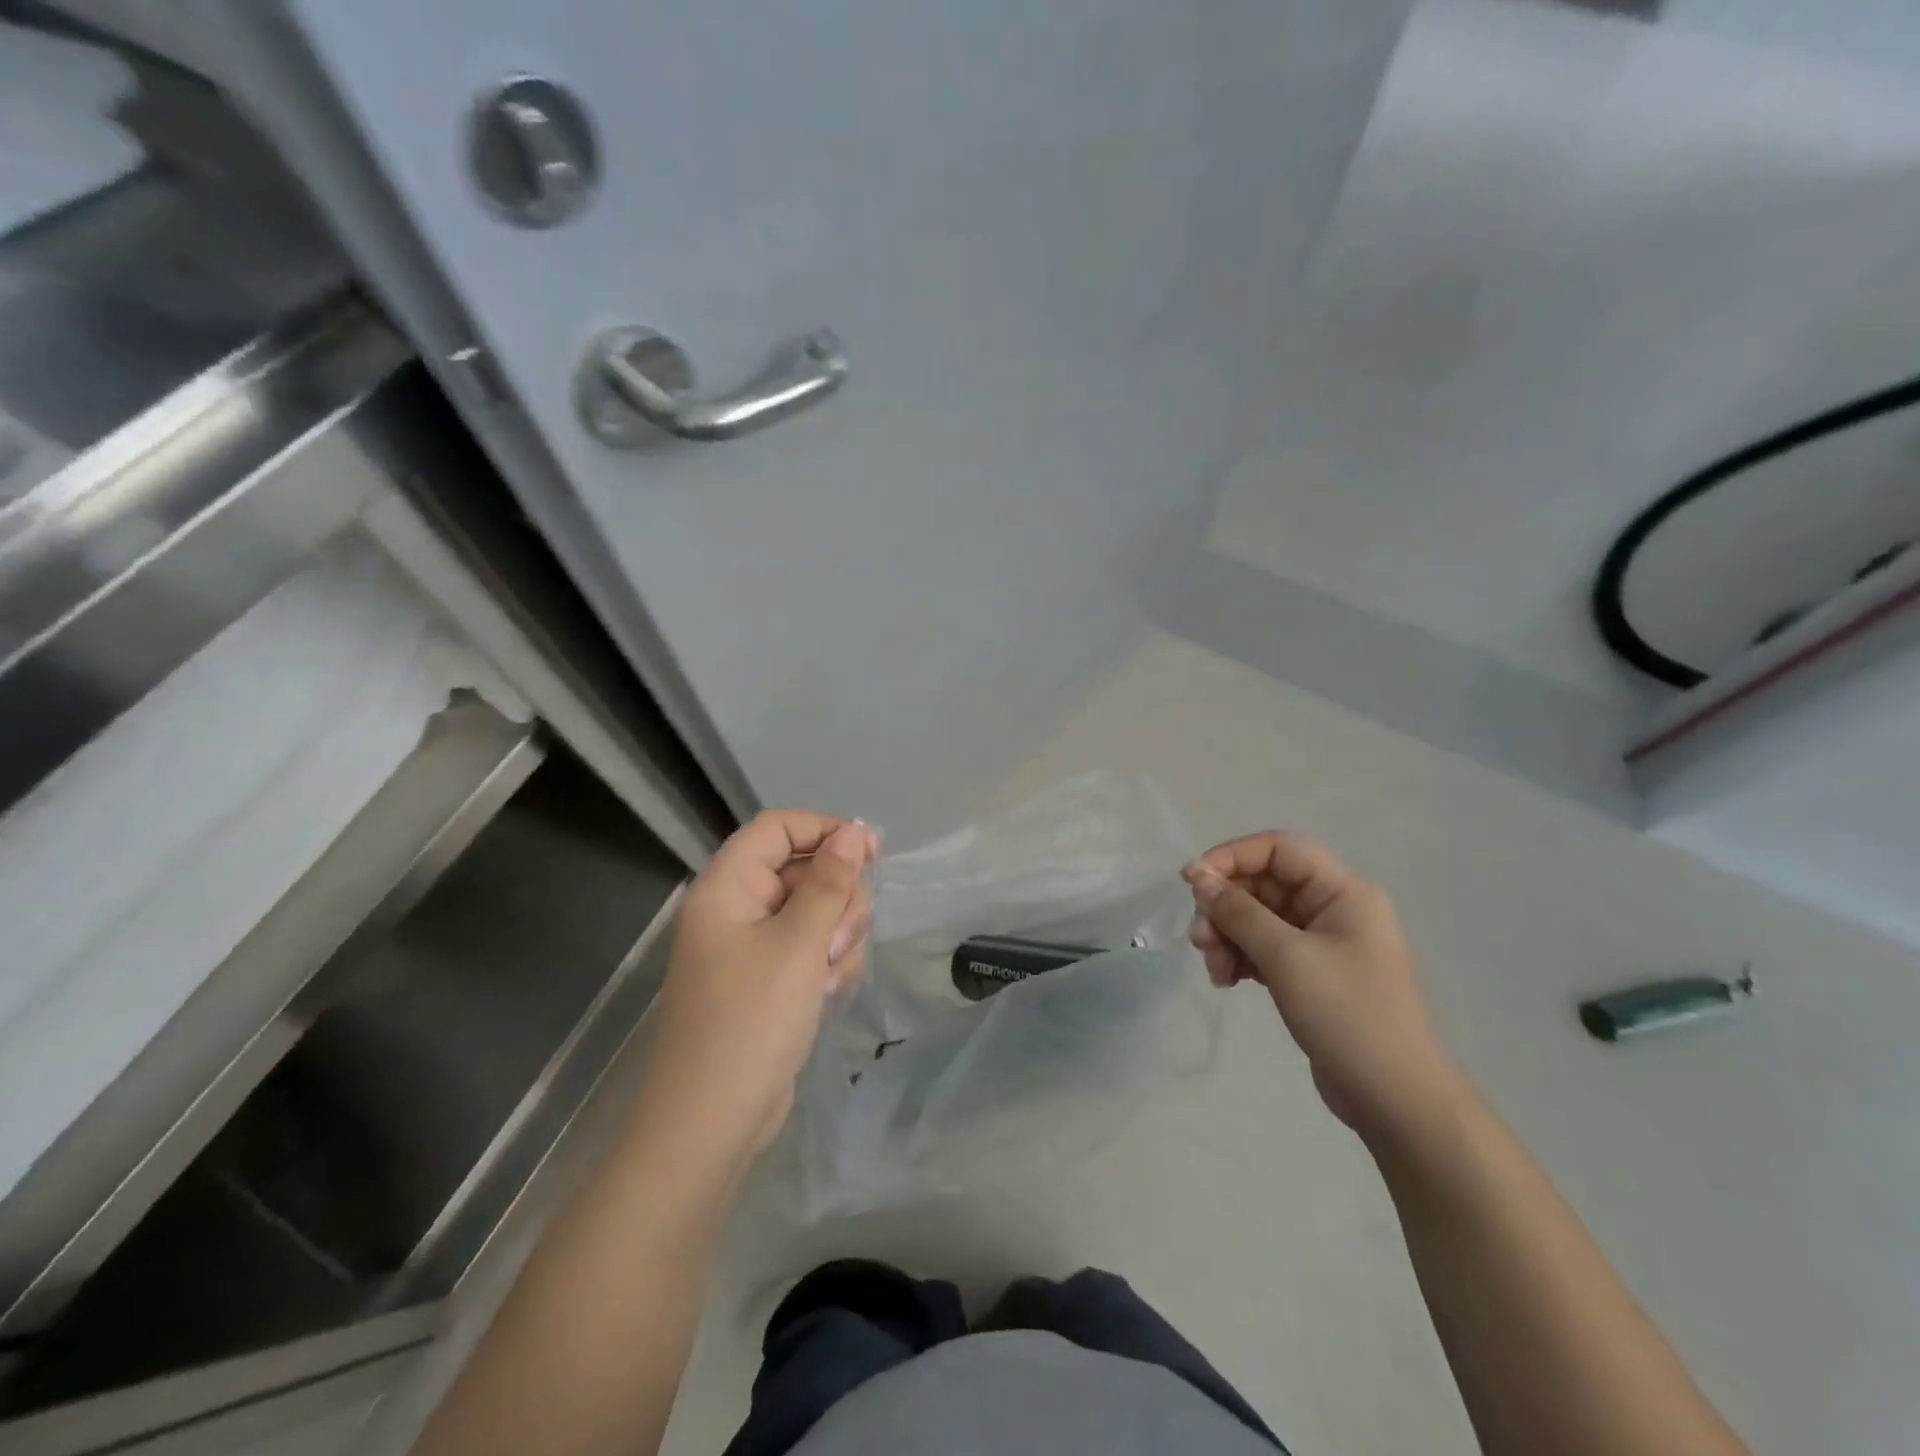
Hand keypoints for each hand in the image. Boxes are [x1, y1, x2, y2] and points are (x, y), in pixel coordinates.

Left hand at [643, 812, 877, 1165]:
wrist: (710, 1125)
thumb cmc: (750, 1022)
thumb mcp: (799, 944)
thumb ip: (830, 883)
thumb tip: (853, 832)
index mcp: (728, 887)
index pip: (778, 827)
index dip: (825, 830)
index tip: (872, 853)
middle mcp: (737, 908)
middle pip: (803, 870)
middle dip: (836, 899)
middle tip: (839, 940)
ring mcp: (752, 947)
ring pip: (816, 912)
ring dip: (836, 937)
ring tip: (828, 976)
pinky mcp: (768, 980)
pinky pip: (810, 949)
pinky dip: (826, 965)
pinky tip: (825, 996)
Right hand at [1185, 832, 1460, 1142]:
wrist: (1395, 1100)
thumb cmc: (1348, 1016)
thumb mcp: (1287, 958)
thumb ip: (1239, 912)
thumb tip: (1198, 876)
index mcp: (1342, 892)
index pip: (1278, 849)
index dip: (1232, 856)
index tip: (1192, 883)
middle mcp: (1333, 908)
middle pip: (1263, 885)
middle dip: (1225, 907)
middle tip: (1199, 940)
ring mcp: (1322, 942)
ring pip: (1257, 918)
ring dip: (1227, 936)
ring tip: (1214, 970)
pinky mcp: (1310, 973)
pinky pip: (1263, 948)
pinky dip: (1240, 957)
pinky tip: (1228, 981)